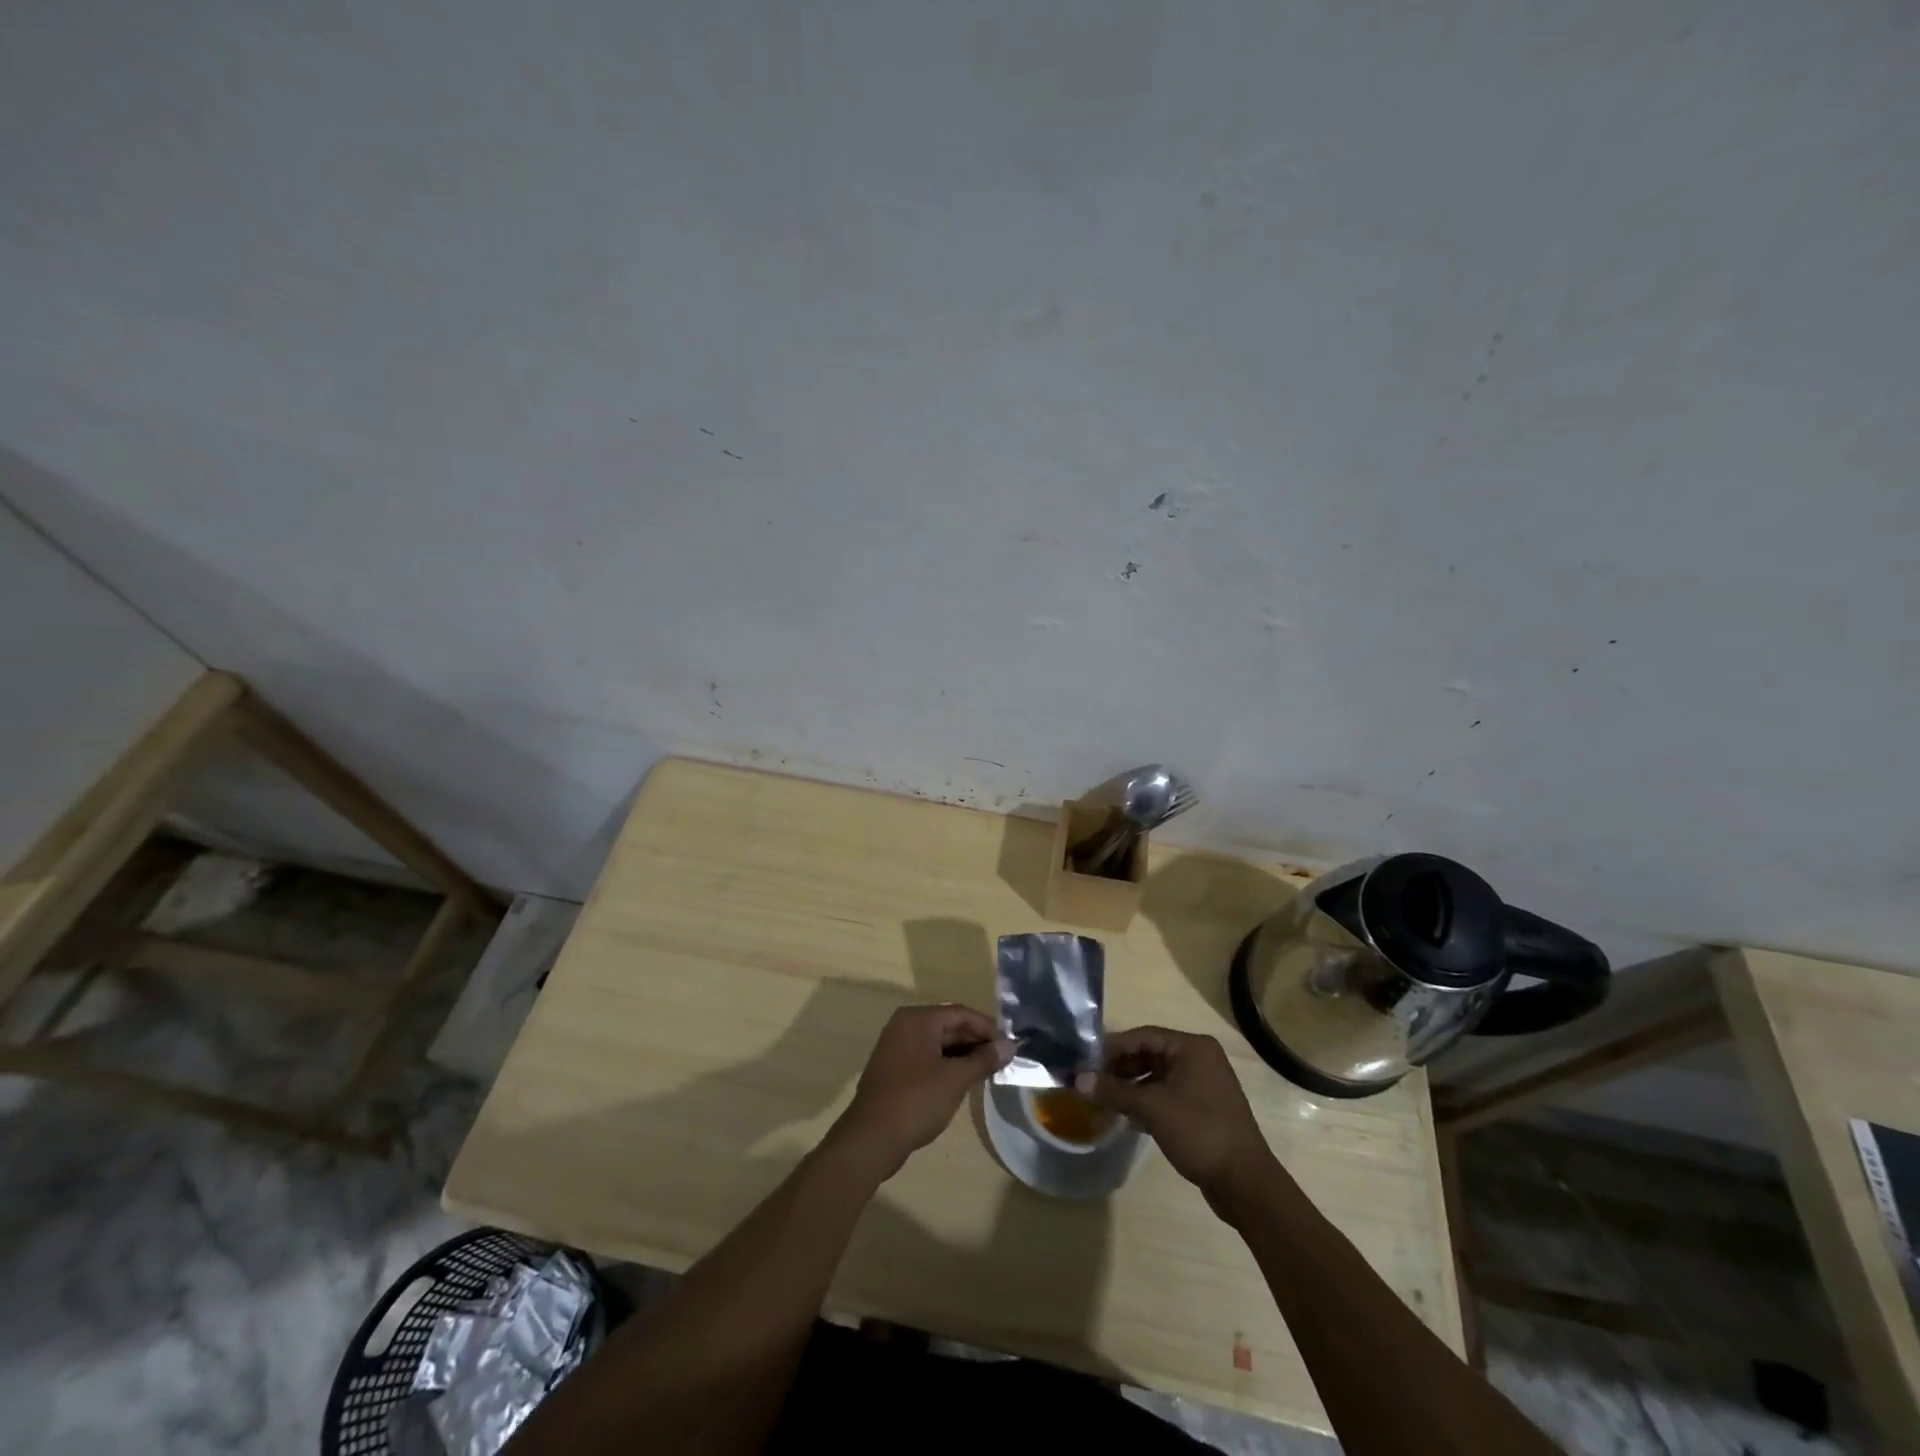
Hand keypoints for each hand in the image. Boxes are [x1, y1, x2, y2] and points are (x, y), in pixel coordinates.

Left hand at [829, 1004, 1012, 1179]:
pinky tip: (963, 1081)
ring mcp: (897, 1047)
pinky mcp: (894, 1068)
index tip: (1010, 1046)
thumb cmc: (916, 1101)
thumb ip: (983, 1060)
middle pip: (949, 1025)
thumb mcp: (955, 1079)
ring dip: (963, 1054)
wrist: (870, 1138)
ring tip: (988, 1071)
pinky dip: (947, 1064)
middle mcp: (905, 1025)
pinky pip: (927, 1057)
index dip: (988, 1028)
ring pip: (939, 1043)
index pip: (961, 1013)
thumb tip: (1009, 1046)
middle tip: (1003, 1060)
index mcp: (918, 1019)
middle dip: (976, 1041)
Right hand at [1076, 1026, 1273, 1200]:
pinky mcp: (1203, 1109)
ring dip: (1130, 1087)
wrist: (1245, 1183)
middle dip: (1120, 1068)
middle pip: (1149, 1055)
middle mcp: (1199, 1059)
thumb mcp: (1152, 1108)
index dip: (1113, 1047)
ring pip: (1157, 1077)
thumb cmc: (1199, 1132)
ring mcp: (1203, 1085)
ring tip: (1103, 1100)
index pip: (1143, 1036)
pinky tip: (1127, 1117)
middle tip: (1091, 1081)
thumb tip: (1078, 1080)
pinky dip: (1146, 1102)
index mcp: (1192, 1048)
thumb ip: (1114, 1091)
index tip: (1086, 1060)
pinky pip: (1167, 1095)